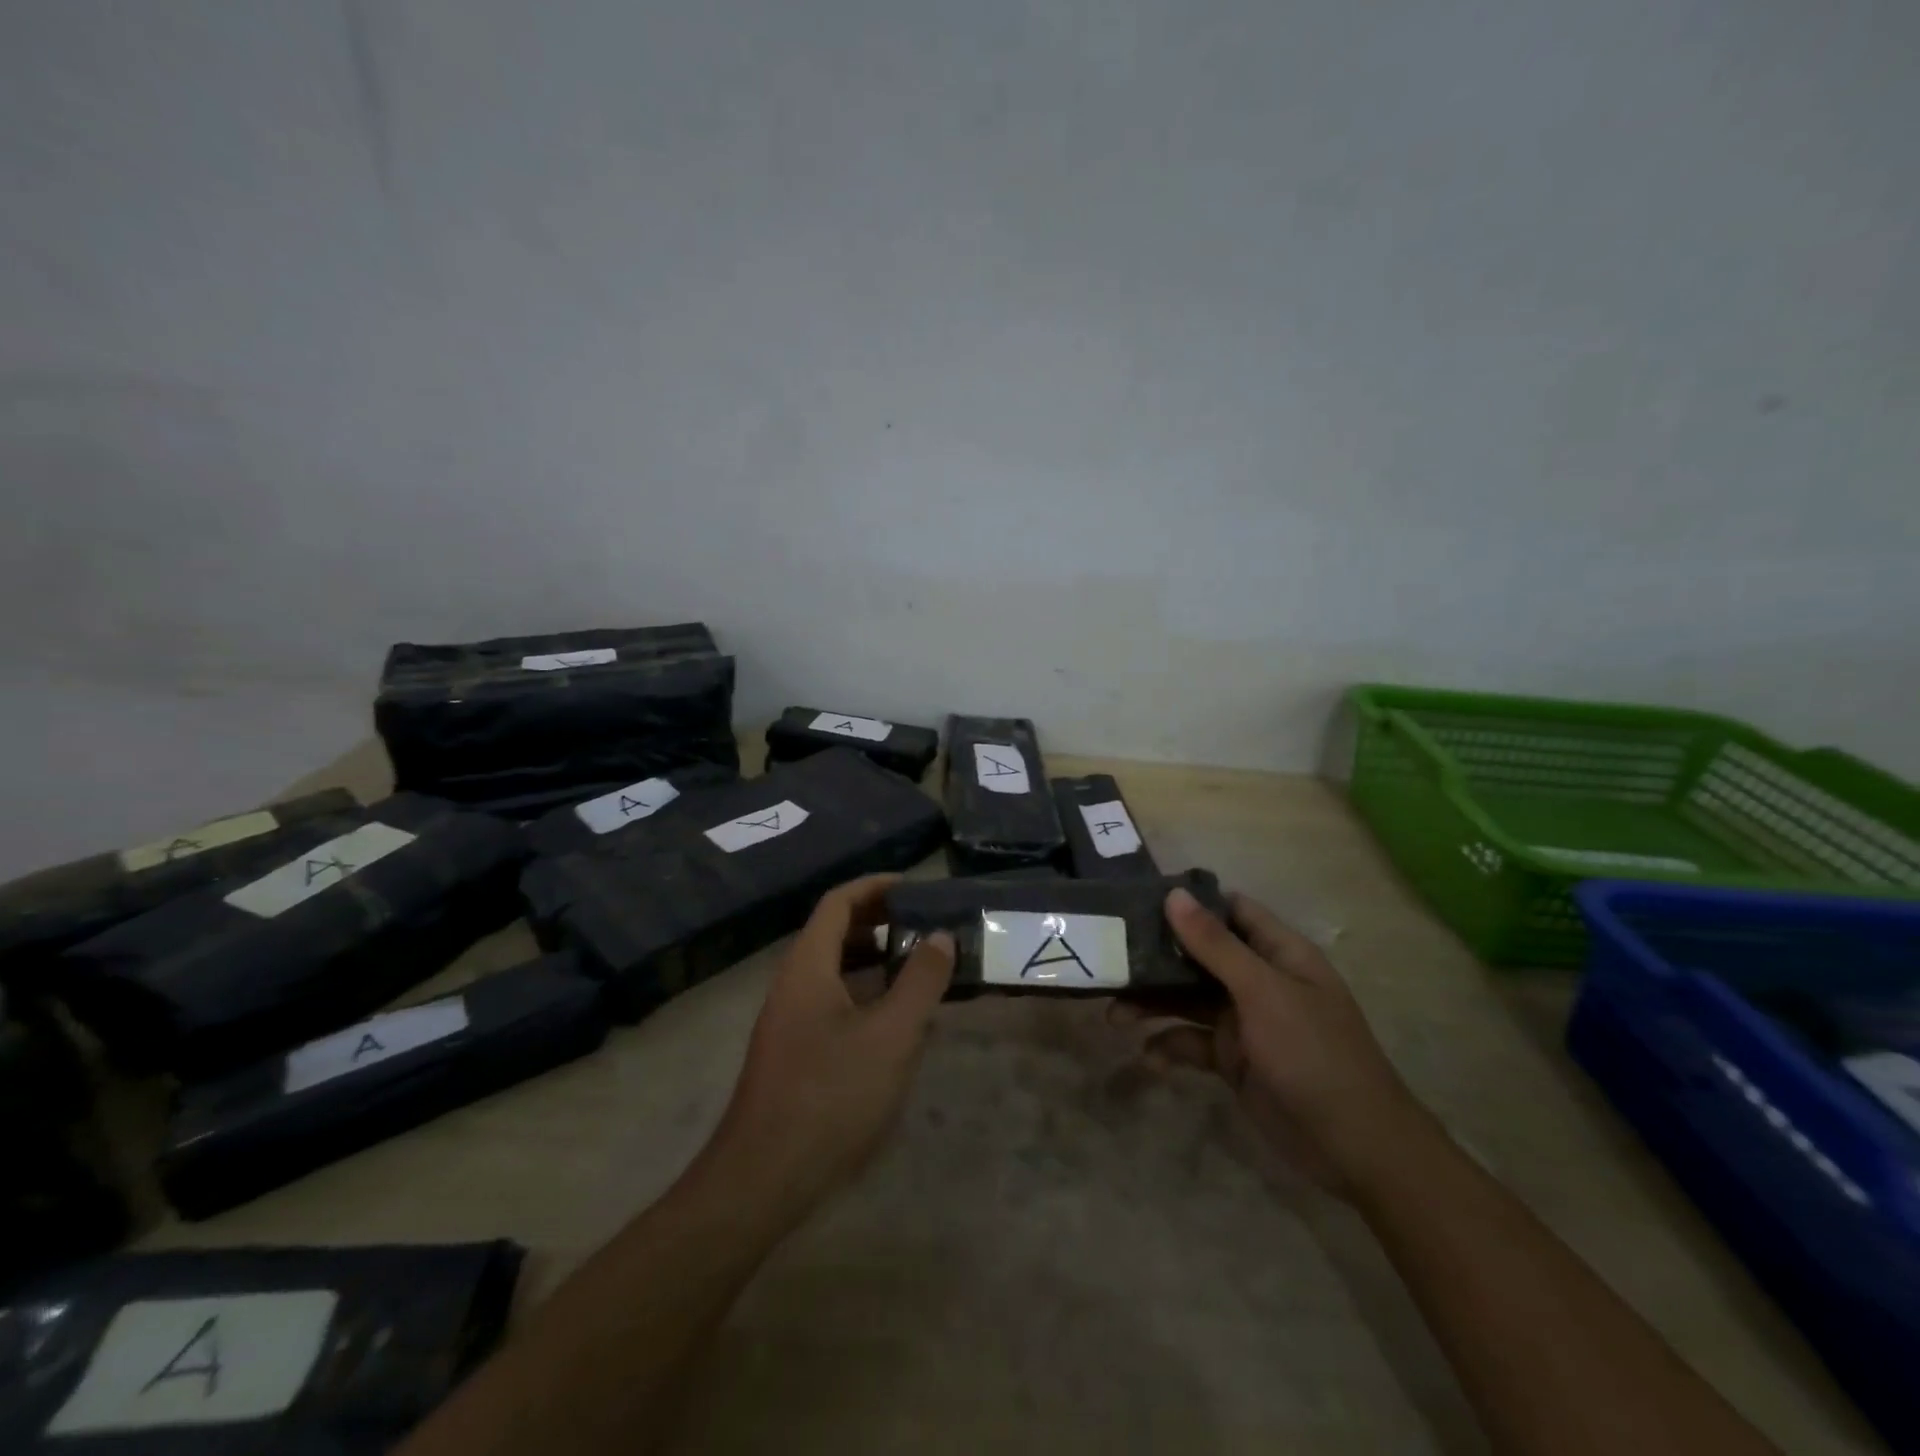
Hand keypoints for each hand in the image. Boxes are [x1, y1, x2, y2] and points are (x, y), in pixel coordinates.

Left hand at [701, 875, 953, 1213]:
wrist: (763, 1179)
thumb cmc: (830, 1096)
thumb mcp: (891, 1035)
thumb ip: (921, 981)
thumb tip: (940, 936)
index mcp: (808, 966)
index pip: (839, 902)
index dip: (876, 886)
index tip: (917, 888)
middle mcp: (793, 984)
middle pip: (835, 932)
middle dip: (880, 921)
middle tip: (927, 926)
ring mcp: (789, 1020)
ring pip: (835, 970)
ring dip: (875, 959)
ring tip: (920, 966)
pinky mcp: (794, 1052)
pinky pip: (833, 1002)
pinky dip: (866, 994)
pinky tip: (897, 1021)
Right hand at [1143, 888, 1432, 1196]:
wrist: (1355, 1148)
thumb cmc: (1314, 1053)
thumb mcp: (1263, 992)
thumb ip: (1215, 945)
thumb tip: (1174, 894)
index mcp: (1277, 952)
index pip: (1229, 910)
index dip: (1189, 903)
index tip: (1138, 901)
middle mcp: (1258, 980)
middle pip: (1199, 955)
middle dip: (1156, 958)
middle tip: (1110, 959)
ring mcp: (1245, 1021)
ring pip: (1188, 999)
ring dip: (1153, 1004)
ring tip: (1114, 1016)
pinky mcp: (1233, 1060)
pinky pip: (1192, 1042)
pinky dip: (1169, 1046)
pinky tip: (1148, 1058)